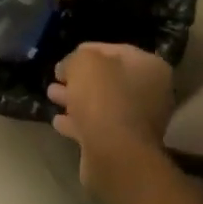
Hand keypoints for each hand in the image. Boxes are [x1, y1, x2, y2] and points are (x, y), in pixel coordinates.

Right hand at [47, 43, 174, 187]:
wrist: (114, 153)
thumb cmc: (104, 98)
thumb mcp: (84, 63)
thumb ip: (75, 58)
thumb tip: (68, 68)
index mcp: (150, 67)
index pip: (116, 50)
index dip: (88, 50)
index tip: (64, 57)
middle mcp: (151, 93)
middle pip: (109, 79)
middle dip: (80, 78)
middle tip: (56, 77)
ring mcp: (138, 122)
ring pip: (101, 104)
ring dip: (76, 99)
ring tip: (51, 96)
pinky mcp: (123, 145)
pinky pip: (97, 127)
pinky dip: (78, 123)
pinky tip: (58, 122)